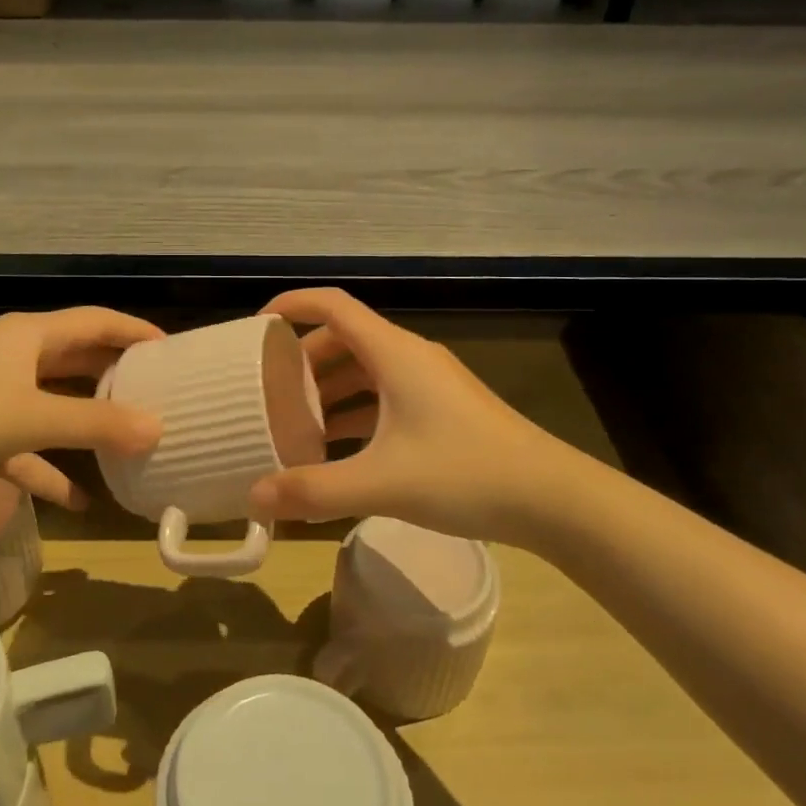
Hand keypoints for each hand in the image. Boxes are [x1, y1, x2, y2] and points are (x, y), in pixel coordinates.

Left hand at [0, 308, 163, 508]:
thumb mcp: (30, 417)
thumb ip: (96, 425)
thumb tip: (158, 429)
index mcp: (28, 336)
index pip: (95, 322)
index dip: (134, 332)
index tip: (172, 352)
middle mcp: (13, 359)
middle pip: (76, 362)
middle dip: (115, 379)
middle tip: (158, 397)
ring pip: (53, 408)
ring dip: (87, 427)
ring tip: (129, 445)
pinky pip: (26, 450)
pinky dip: (50, 471)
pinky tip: (80, 501)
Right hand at [249, 289, 567, 542]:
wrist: (552, 499)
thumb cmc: (465, 474)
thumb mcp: (381, 483)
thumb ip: (313, 490)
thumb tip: (253, 497)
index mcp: (395, 354)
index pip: (333, 306)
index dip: (292, 305)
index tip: (256, 328)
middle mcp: (411, 359)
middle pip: (345, 340)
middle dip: (303, 360)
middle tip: (269, 391)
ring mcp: (431, 385)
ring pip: (366, 372)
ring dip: (329, 390)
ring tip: (294, 422)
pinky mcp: (443, 412)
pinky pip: (385, 399)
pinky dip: (355, 413)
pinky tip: (337, 448)